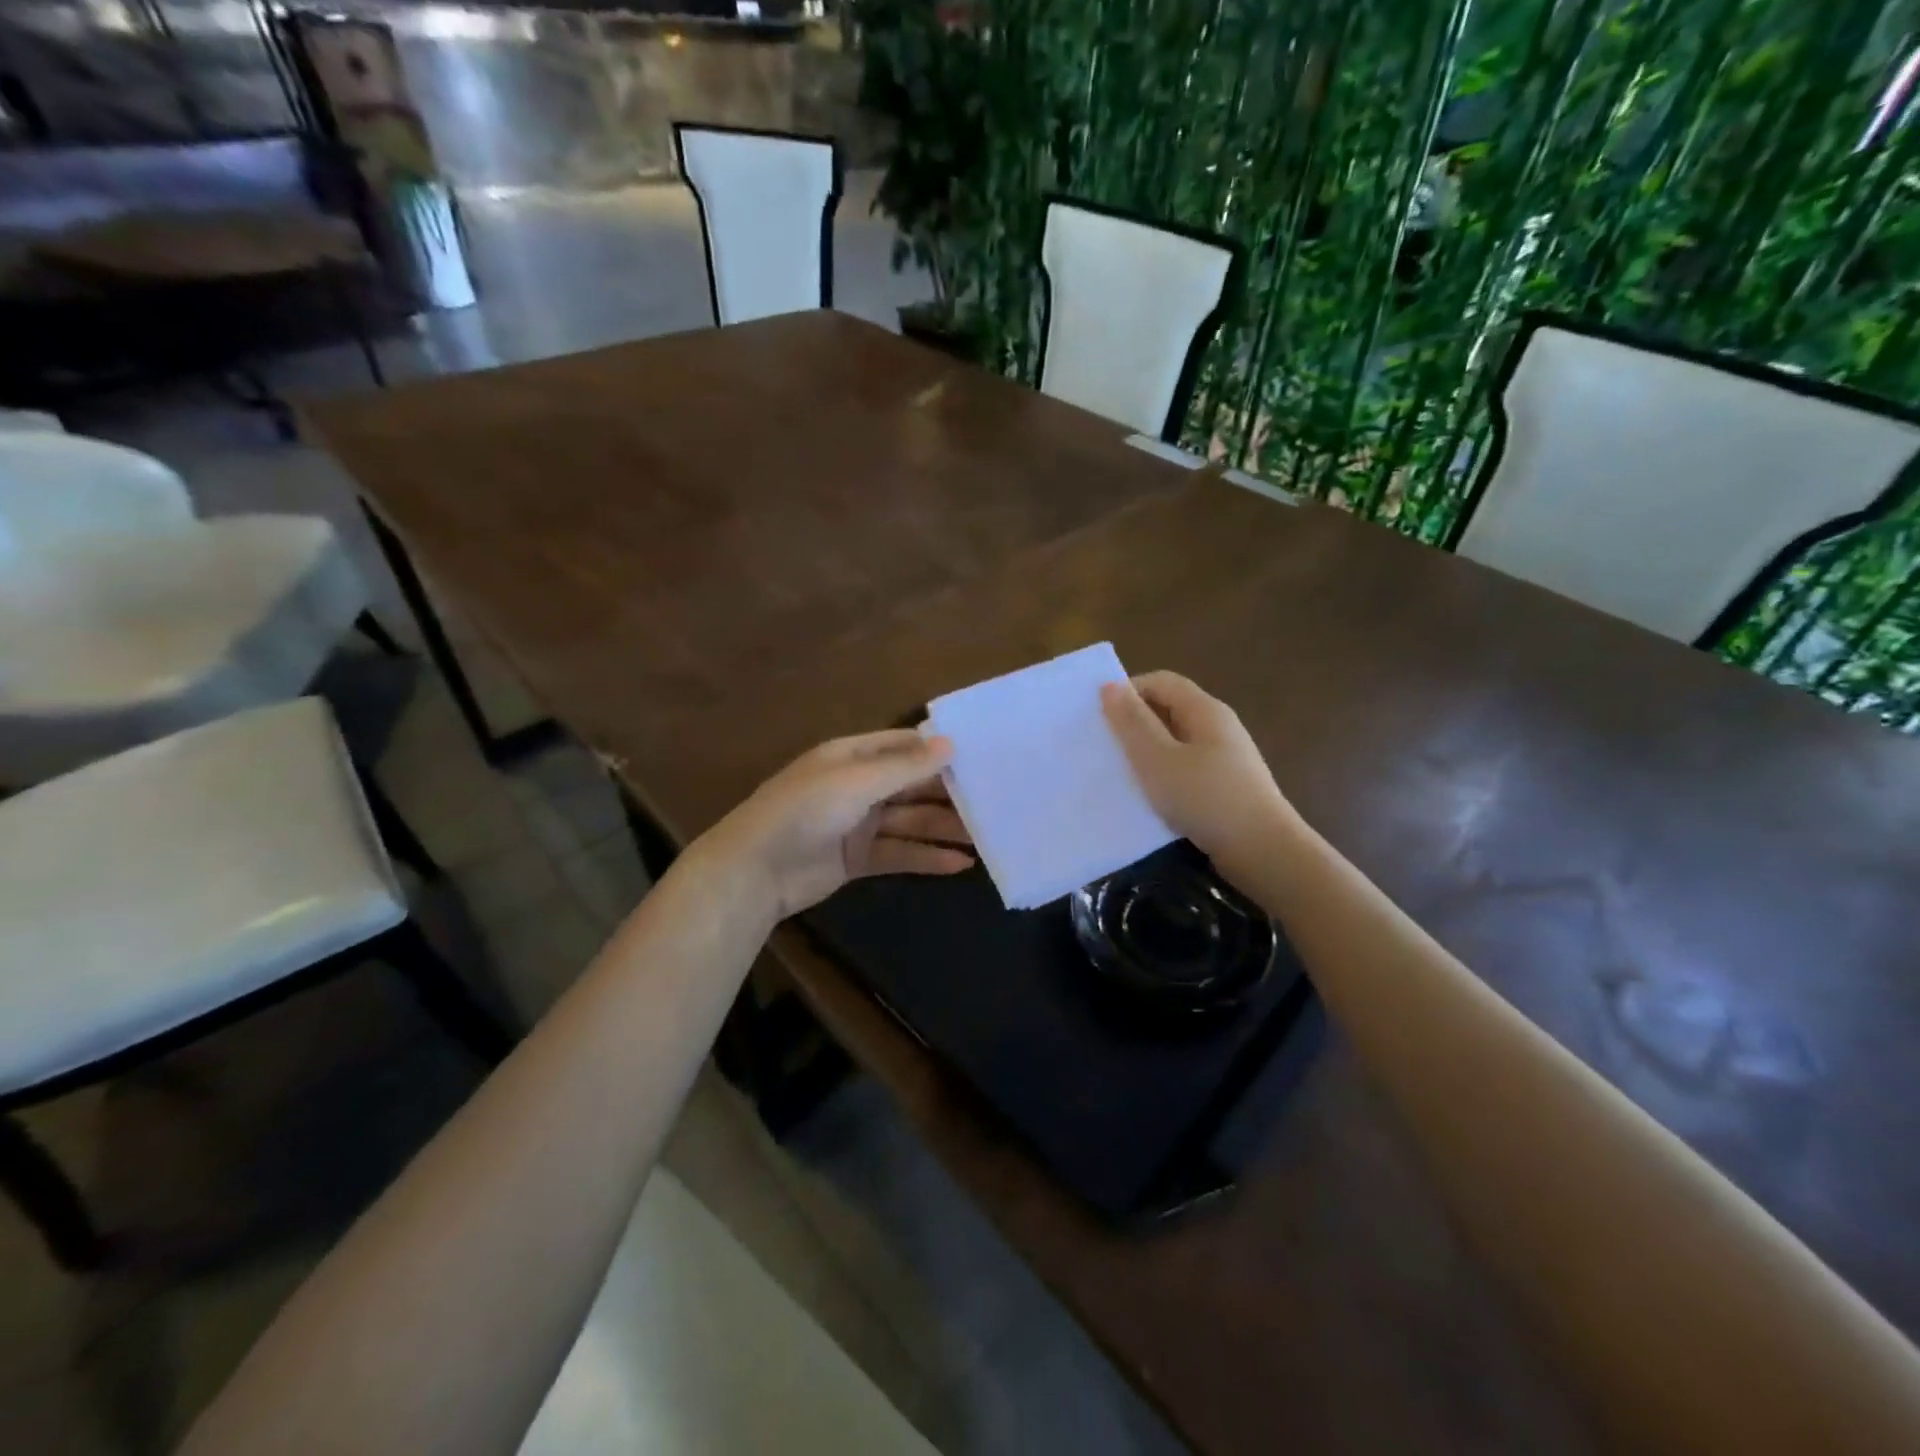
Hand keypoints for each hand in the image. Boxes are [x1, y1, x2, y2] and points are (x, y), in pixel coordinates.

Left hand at [699, 729, 974, 923]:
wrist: (754, 871)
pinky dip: (927, 858)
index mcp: (852, 756)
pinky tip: (959, 864)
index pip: (904, 746)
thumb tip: (950, 744)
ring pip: (910, 822)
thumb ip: (904, 767)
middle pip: (911, 786)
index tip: (982, 755)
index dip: (939, 751)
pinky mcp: (858, 859)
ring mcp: (858, 824)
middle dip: (948, 794)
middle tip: (994, 801)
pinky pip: (900, 853)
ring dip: (944, 828)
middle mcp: (858, 786)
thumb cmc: (803, 811)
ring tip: (987, 836)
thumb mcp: (856, 782)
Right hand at [1101, 671, 1297, 880]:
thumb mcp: (1158, 759)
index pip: (1160, 681)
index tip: (1098, 717)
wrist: (1263, 852)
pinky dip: (1163, 774)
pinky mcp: (1225, 786)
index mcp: (1205, 710)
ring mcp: (1225, 758)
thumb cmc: (1206, 799)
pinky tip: (1148, 796)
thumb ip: (1132, 723)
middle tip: (1102, 745)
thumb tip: (1110, 685)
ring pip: (1176, 742)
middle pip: (1169, 709)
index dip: (1127, 691)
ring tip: (1118, 772)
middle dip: (1134, 722)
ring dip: (1146, 751)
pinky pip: (1186, 768)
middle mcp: (1218, 726)